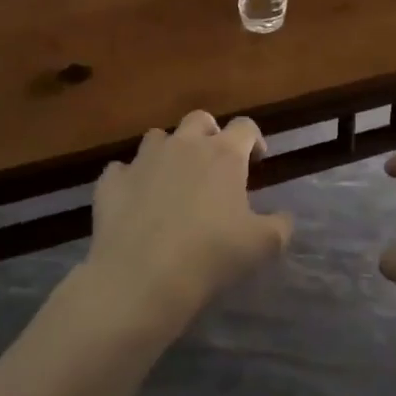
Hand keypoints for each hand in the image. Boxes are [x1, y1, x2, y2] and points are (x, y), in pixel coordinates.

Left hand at [83, 111, 293, 330]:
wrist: (142, 276)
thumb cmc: (212, 255)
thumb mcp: (263, 245)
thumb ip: (280, 225)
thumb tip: (284, 217)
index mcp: (223, 154)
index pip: (245, 126)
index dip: (254, 139)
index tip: (257, 160)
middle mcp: (183, 146)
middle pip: (199, 119)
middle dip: (209, 133)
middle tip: (214, 163)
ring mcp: (143, 160)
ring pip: (158, 137)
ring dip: (169, 151)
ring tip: (173, 179)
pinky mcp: (112, 181)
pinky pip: (122, 169)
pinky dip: (131, 179)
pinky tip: (135, 200)